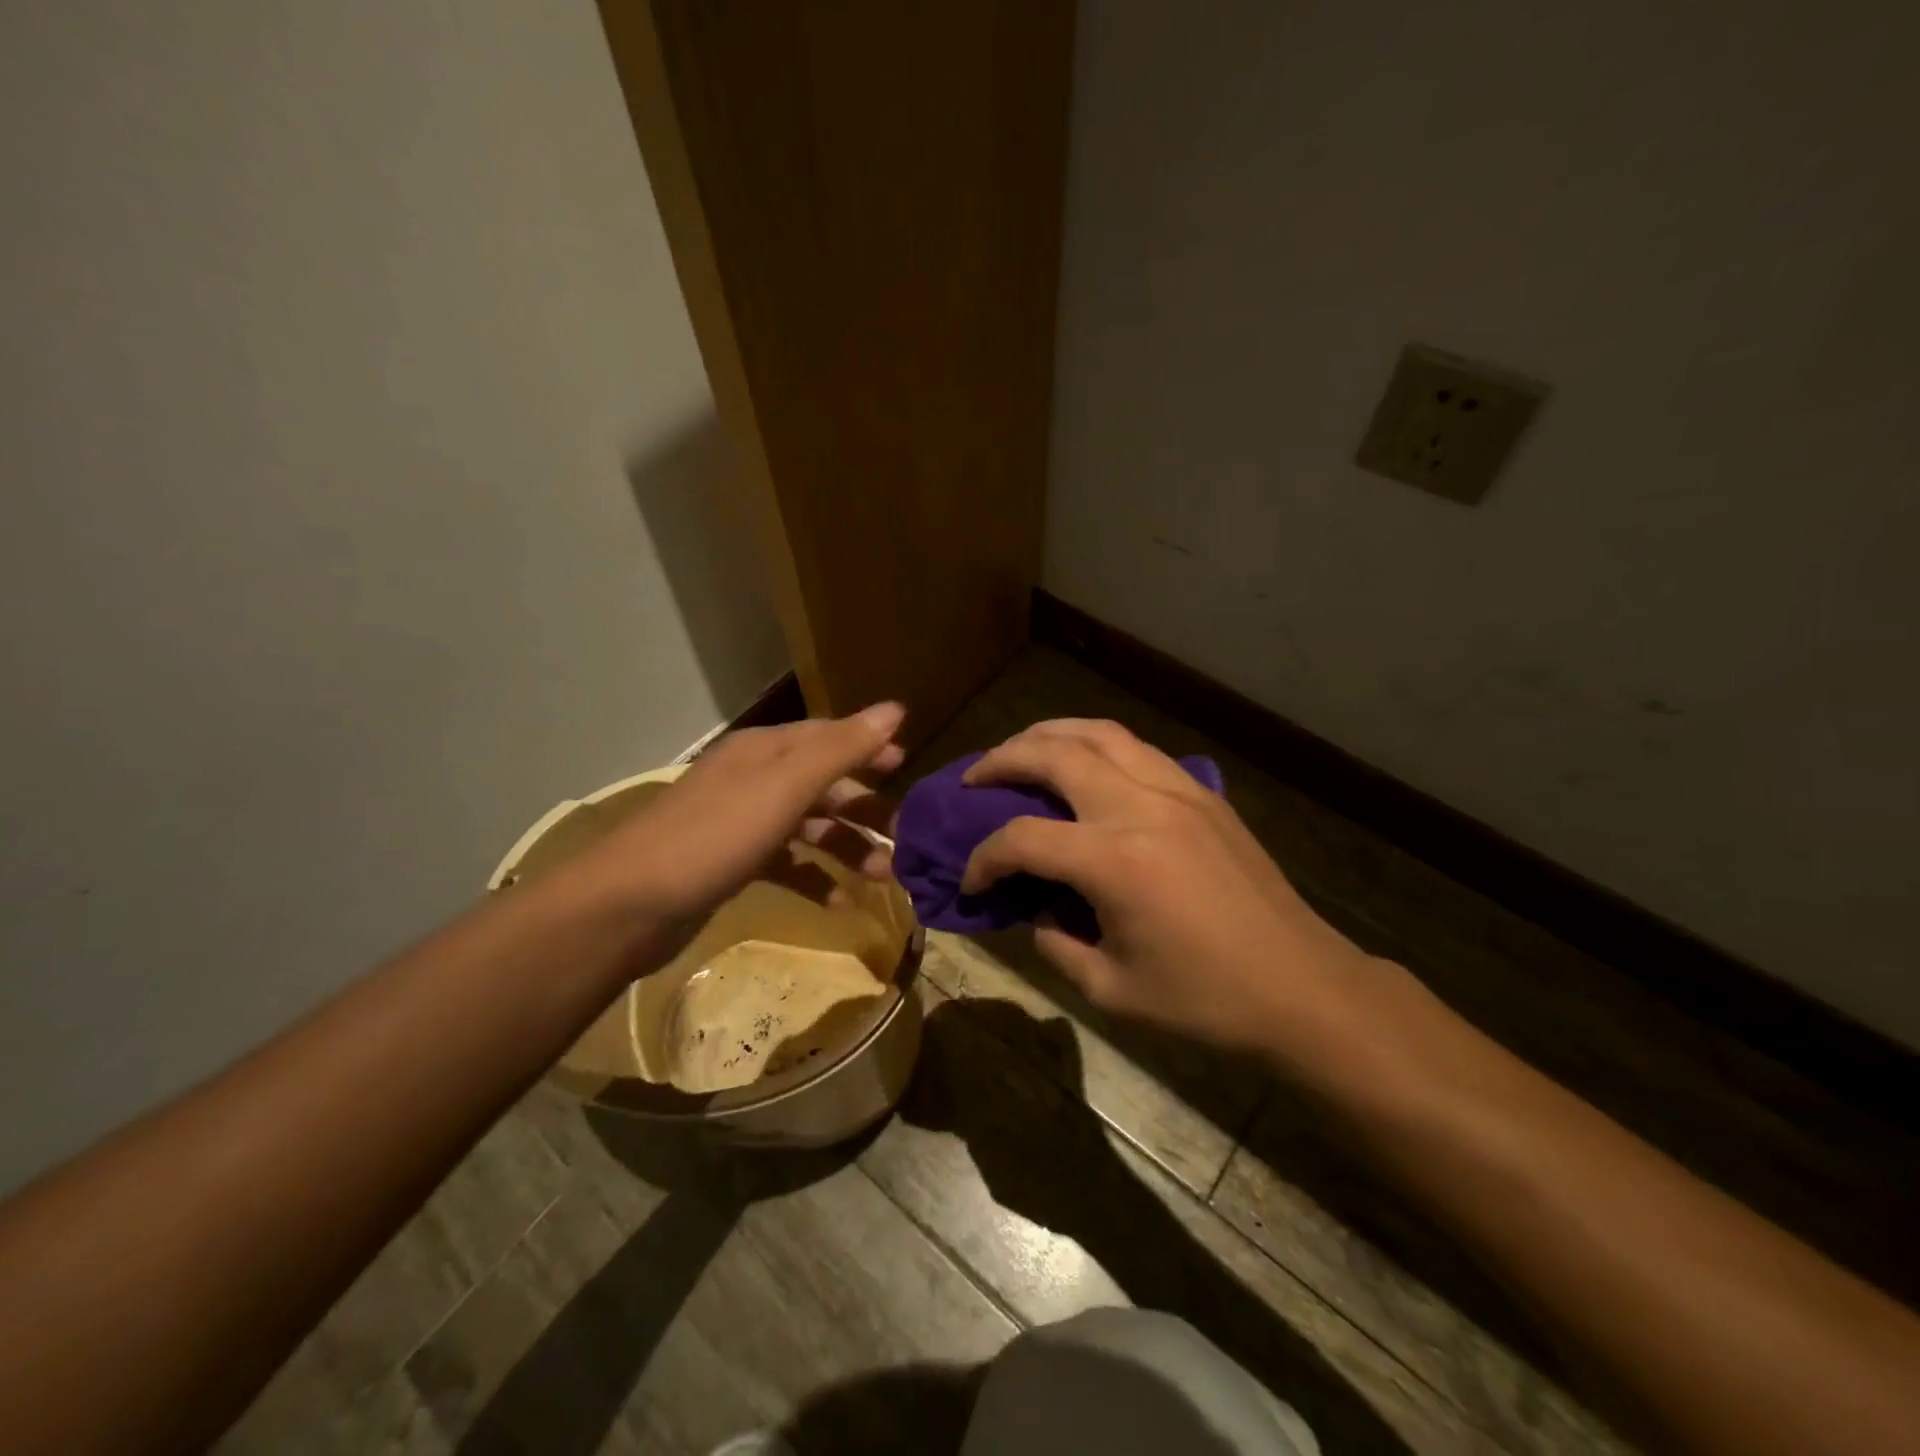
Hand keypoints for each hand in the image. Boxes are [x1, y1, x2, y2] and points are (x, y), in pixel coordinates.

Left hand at [588, 703, 904, 923]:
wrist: (629, 905)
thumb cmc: (716, 835)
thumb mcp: (785, 786)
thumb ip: (842, 749)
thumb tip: (896, 709)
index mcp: (766, 751)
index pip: (829, 737)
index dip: (870, 748)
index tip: (908, 766)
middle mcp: (755, 779)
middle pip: (823, 784)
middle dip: (865, 807)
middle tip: (906, 835)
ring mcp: (741, 823)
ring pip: (809, 826)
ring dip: (847, 847)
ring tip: (885, 876)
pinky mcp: (732, 864)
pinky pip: (787, 864)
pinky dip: (815, 879)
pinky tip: (841, 904)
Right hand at [960, 719, 1374, 1056]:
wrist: (1303, 988)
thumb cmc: (1207, 1001)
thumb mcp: (1112, 990)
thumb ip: (1057, 944)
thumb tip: (1036, 911)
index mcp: (1115, 862)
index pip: (1023, 840)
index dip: (984, 858)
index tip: (971, 881)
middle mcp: (1141, 808)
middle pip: (1055, 755)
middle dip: (1002, 761)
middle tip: (974, 778)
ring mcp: (1177, 791)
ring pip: (1099, 733)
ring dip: (1048, 735)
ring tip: (1021, 752)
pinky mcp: (1202, 794)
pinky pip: (1137, 749)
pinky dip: (1096, 745)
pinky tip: (1085, 766)